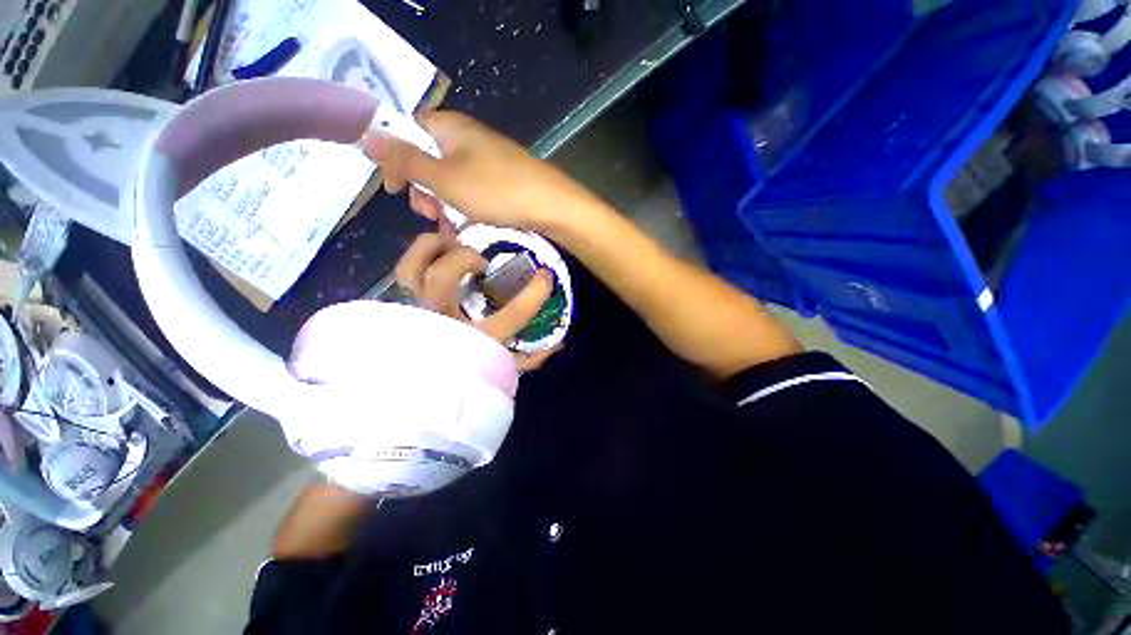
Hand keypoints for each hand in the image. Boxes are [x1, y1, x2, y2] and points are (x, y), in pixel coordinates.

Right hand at [361, 111, 603, 232]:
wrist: (550, 206)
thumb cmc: (496, 190)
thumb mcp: (444, 177)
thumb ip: (405, 159)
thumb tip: (367, 136)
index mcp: (449, 126)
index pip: (407, 131)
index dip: (395, 158)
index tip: (397, 189)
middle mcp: (466, 138)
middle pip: (427, 158)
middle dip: (422, 188)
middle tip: (429, 212)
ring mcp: (485, 160)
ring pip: (449, 179)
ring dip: (442, 203)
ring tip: (449, 224)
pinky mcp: (499, 180)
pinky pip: (470, 190)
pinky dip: (463, 207)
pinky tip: (466, 225)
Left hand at [395, 226, 559, 370]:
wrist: (426, 393)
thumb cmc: (470, 376)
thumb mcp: (505, 370)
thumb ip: (531, 358)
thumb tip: (558, 342)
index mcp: (477, 340)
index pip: (511, 316)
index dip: (533, 294)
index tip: (545, 277)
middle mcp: (444, 321)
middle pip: (442, 277)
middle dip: (465, 259)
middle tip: (482, 264)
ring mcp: (420, 310)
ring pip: (412, 267)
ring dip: (433, 247)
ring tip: (452, 245)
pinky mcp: (408, 302)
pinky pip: (405, 270)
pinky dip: (420, 253)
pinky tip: (439, 250)